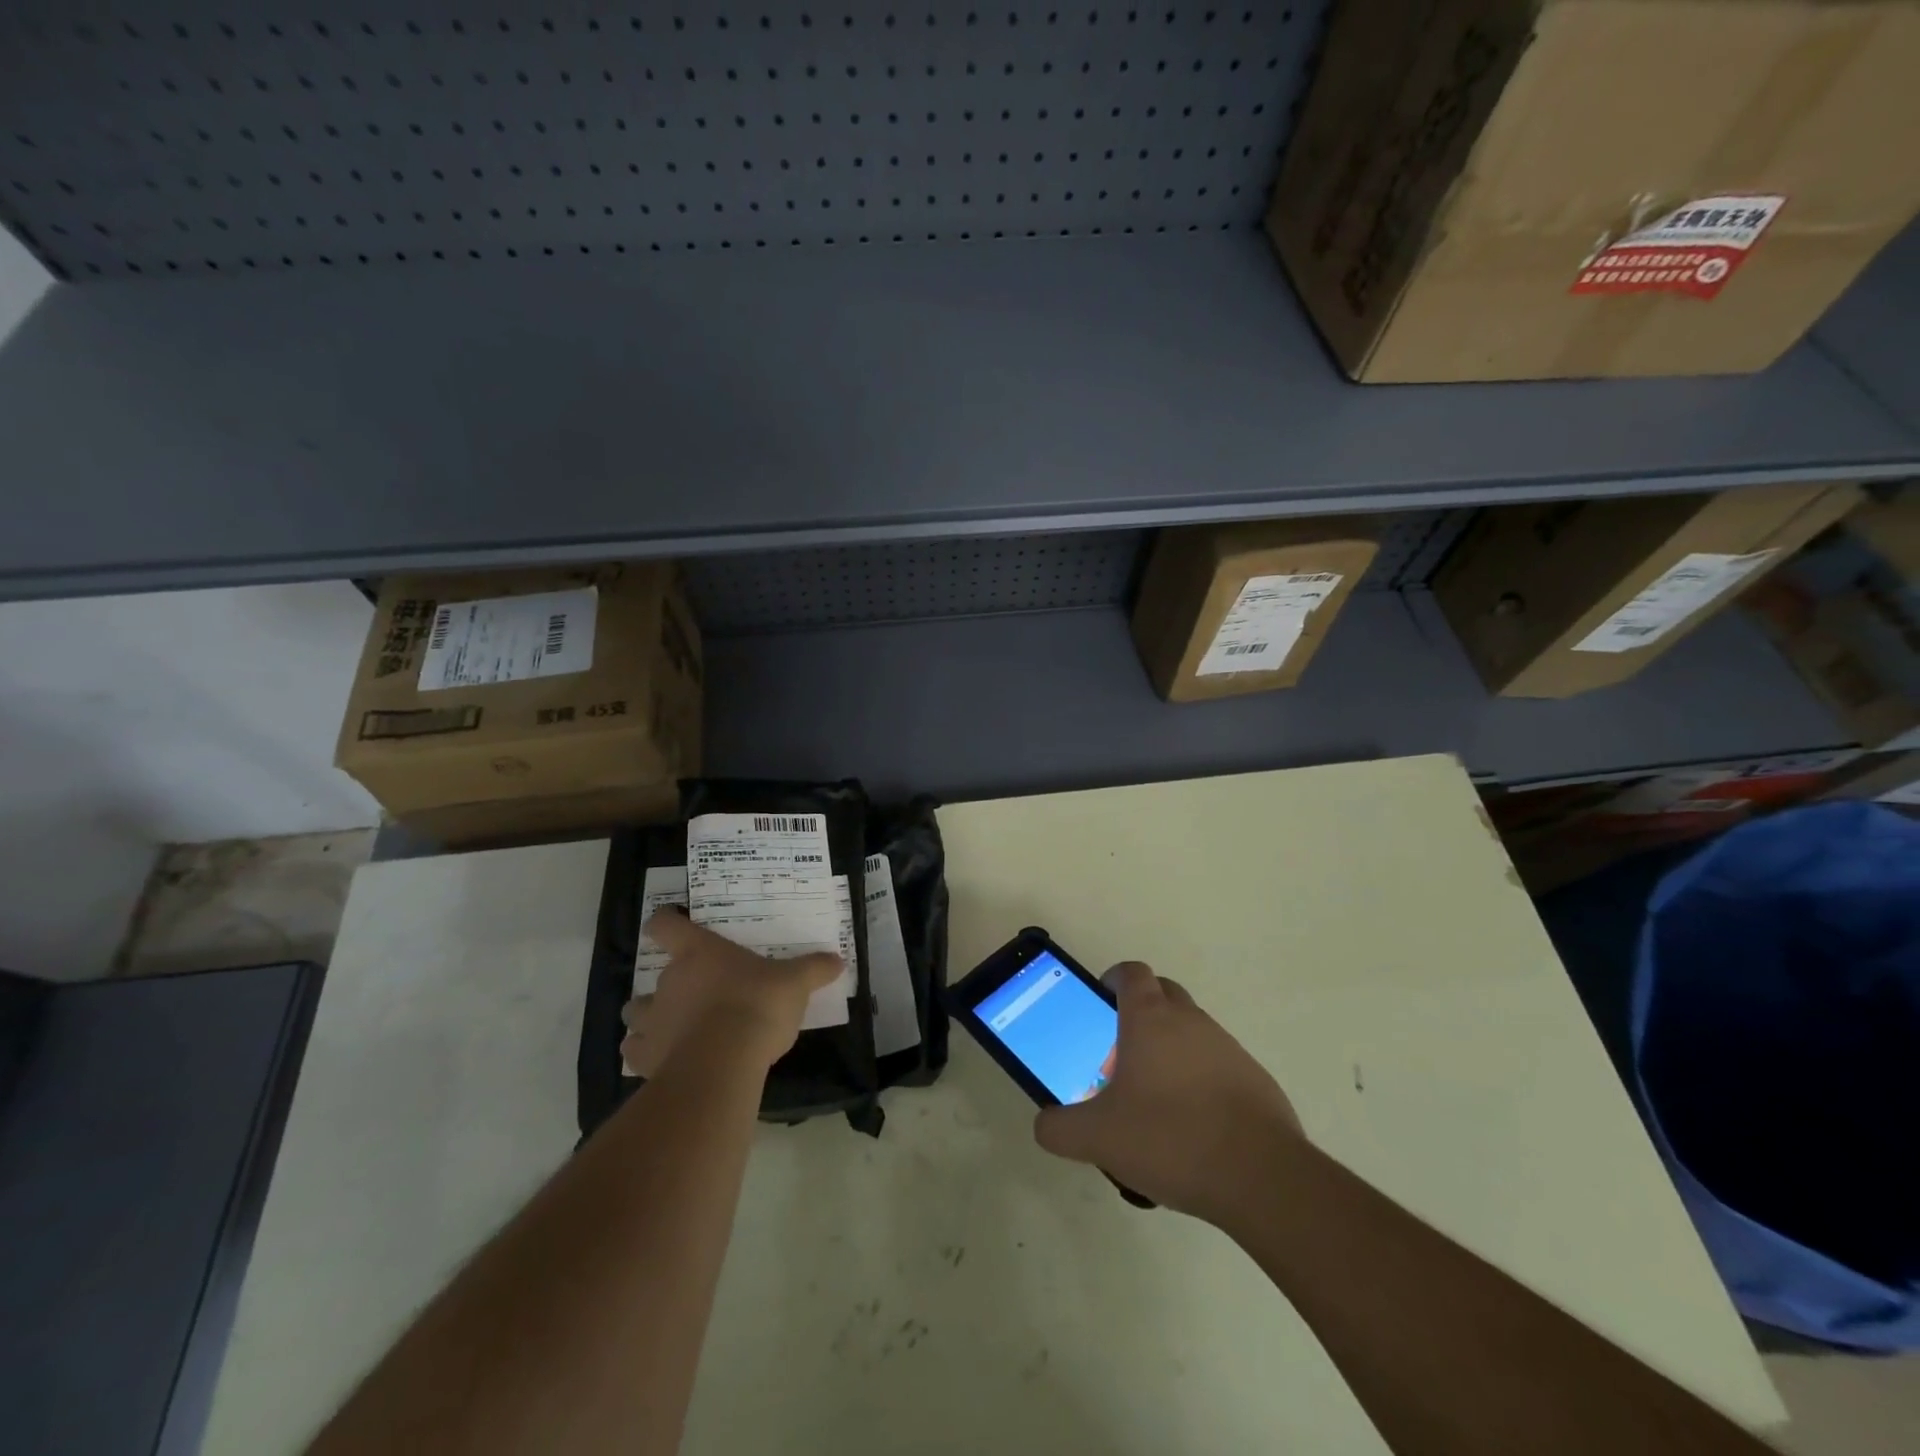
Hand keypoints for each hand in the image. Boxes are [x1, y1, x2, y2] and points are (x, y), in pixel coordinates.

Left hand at [620, 909, 841, 1077]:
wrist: (723, 1061)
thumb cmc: (757, 1005)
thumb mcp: (794, 983)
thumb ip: (813, 969)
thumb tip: (838, 960)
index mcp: (698, 953)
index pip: (665, 925)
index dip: (665, 922)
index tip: (670, 924)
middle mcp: (668, 981)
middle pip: (652, 976)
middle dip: (667, 987)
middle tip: (693, 996)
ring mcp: (652, 1021)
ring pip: (635, 1015)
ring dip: (648, 1020)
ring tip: (669, 1030)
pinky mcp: (645, 1059)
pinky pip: (635, 1053)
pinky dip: (645, 1056)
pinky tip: (664, 1062)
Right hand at [1033, 962, 1304, 1223]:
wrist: (1261, 1177)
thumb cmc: (1169, 1138)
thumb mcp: (1097, 1138)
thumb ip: (1059, 1128)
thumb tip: (1045, 1124)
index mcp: (1149, 1019)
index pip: (1131, 973)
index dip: (1113, 979)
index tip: (1101, 1000)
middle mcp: (1190, 1021)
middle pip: (1163, 993)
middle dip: (1141, 1010)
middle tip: (1121, 1051)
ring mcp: (1227, 1047)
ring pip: (1191, 1030)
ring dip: (1171, 1048)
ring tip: (1154, 1098)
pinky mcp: (1255, 1079)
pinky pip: (1218, 1064)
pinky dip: (1200, 1079)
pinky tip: (1192, 1126)